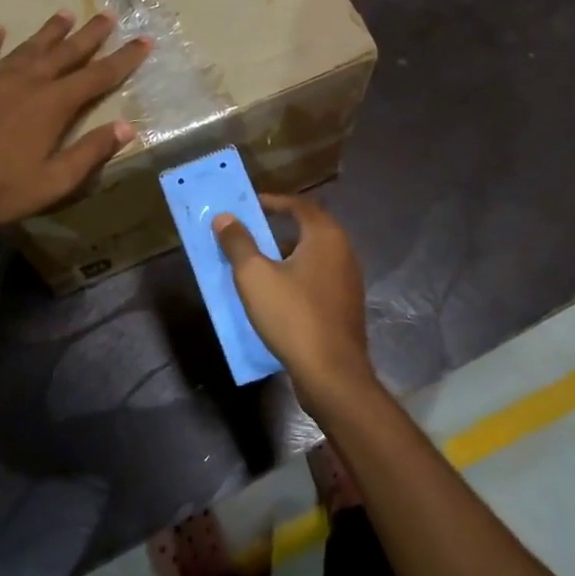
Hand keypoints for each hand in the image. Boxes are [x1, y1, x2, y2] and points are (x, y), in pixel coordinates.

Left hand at [0, 11, 149, 231]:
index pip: (98, 75)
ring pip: (28, 47)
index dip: (125, 58)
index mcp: (54, 104)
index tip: (144, 41)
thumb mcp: (55, 182)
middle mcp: (27, 81)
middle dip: (91, 34)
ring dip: (49, 31)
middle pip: (66, 52)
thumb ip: (91, 152)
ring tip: (65, 13)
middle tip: (109, 15)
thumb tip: (127, 127)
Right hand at [213, 194, 375, 414]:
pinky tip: (279, 294)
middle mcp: (344, 251)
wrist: (332, 373)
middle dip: (278, 229)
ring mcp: (349, 280)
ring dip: (287, 255)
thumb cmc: (292, 316)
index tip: (249, 205)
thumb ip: (239, 243)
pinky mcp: (347, 306)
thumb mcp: (255, 277)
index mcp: (326, 236)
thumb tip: (225, 218)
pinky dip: (298, 277)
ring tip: (259, 263)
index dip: (273, 202)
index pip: (299, 205)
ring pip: (314, 257)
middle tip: (250, 233)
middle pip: (308, 229)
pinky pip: (319, 279)